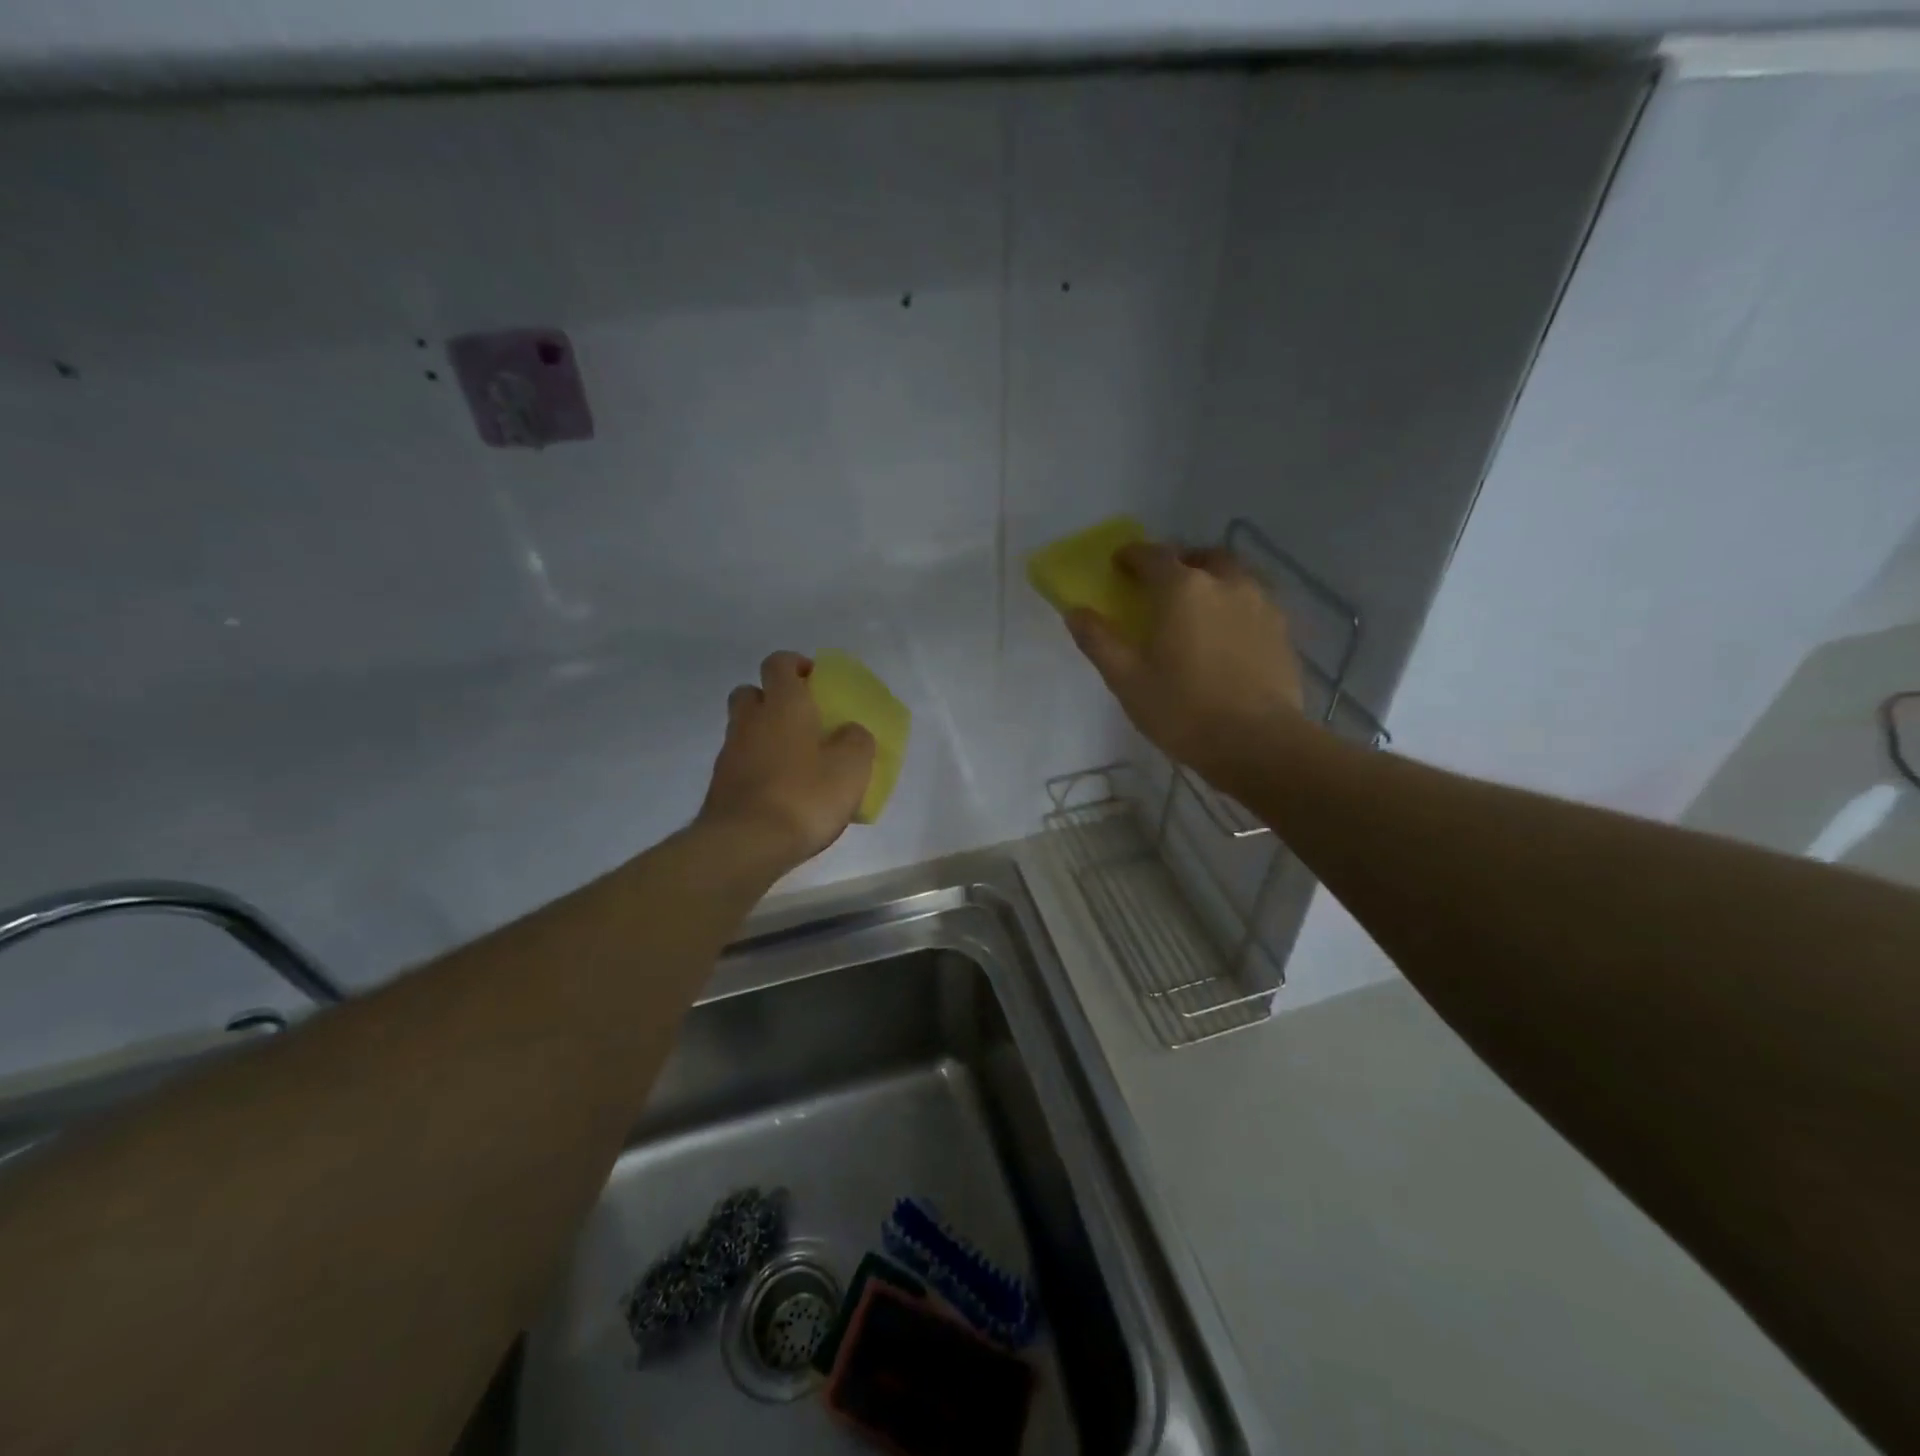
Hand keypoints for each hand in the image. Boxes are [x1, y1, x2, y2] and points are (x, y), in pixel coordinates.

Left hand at [697, 651, 876, 870]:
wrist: (745, 844)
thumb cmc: (804, 795)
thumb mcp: (851, 768)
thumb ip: (857, 741)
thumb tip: (850, 731)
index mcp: (784, 704)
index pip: (779, 663)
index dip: (796, 665)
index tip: (815, 679)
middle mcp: (750, 720)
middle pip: (751, 692)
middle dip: (772, 698)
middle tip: (801, 718)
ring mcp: (730, 753)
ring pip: (744, 729)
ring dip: (764, 735)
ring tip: (796, 761)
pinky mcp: (720, 785)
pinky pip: (741, 762)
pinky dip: (758, 767)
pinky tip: (781, 791)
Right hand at [1068, 542, 1305, 789]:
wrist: (1259, 743)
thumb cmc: (1183, 710)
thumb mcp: (1127, 680)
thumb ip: (1099, 641)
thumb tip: (1075, 612)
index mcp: (1183, 589)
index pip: (1153, 555)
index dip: (1132, 556)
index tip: (1119, 564)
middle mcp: (1225, 584)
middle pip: (1201, 557)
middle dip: (1179, 563)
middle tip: (1163, 585)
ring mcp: (1261, 604)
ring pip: (1233, 576)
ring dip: (1212, 581)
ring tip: (1198, 609)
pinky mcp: (1282, 630)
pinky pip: (1254, 603)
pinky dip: (1235, 606)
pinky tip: (1227, 635)